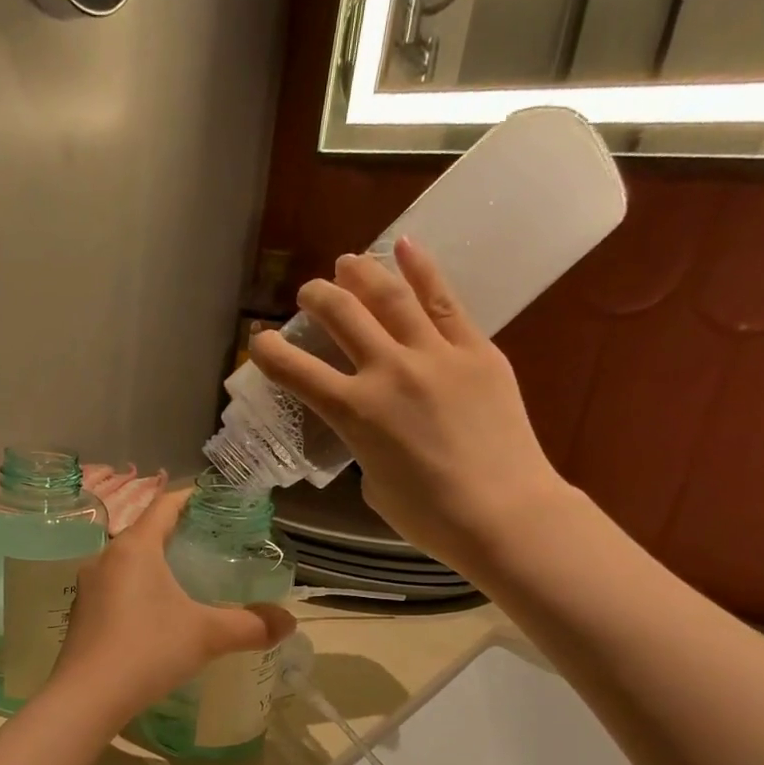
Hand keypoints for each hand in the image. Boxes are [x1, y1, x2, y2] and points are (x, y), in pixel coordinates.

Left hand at [48, 490, 295, 725]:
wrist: (87, 698)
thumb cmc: (148, 650)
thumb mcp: (207, 636)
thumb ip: (251, 625)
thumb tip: (290, 622)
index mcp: (134, 547)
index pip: (164, 504)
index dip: (191, 498)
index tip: (215, 501)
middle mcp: (105, 558)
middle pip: (145, 532)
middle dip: (176, 534)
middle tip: (209, 545)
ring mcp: (88, 588)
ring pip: (128, 562)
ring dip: (155, 565)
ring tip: (186, 579)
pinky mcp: (81, 615)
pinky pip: (115, 588)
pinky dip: (138, 590)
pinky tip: (155, 616)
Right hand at [247, 238, 576, 571]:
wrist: (504, 513)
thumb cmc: (430, 517)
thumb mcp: (374, 485)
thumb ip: (366, 445)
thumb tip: (376, 426)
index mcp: (355, 413)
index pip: (297, 372)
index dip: (269, 353)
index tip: (259, 341)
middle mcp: (388, 372)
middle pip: (342, 316)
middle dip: (317, 298)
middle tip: (308, 293)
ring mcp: (435, 355)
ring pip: (390, 297)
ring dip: (362, 273)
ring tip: (348, 263)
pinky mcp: (477, 350)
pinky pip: (444, 301)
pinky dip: (421, 269)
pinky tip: (406, 247)